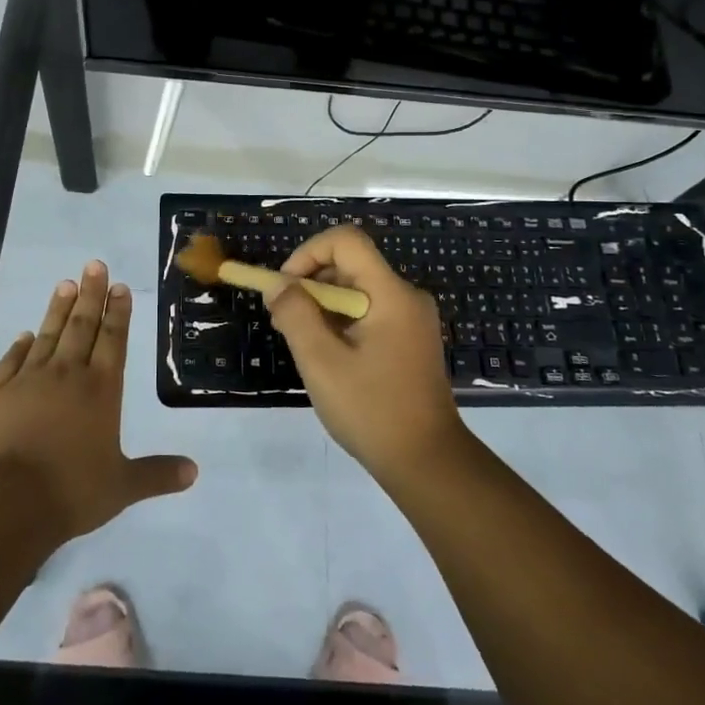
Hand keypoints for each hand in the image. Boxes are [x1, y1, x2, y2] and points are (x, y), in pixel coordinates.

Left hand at [0, 260, 197, 539]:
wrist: (7, 502)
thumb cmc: (72, 491)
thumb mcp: (122, 486)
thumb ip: (157, 474)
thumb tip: (194, 471)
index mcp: (101, 390)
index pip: (113, 340)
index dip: (118, 313)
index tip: (118, 286)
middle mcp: (67, 375)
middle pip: (82, 326)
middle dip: (91, 295)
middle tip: (94, 265)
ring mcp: (30, 381)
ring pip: (48, 335)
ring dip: (58, 309)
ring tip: (65, 283)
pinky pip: (12, 361)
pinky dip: (20, 346)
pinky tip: (25, 335)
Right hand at [268, 226, 469, 482]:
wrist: (427, 463)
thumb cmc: (372, 411)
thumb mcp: (322, 362)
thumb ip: (295, 315)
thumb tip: (277, 284)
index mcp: (392, 294)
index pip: (346, 241)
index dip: (308, 253)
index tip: (284, 287)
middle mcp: (406, 297)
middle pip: (350, 264)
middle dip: (310, 282)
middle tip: (283, 319)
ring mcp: (411, 318)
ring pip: (356, 289)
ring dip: (322, 304)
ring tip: (299, 341)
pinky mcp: (409, 339)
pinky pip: (368, 311)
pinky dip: (340, 321)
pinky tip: (324, 354)